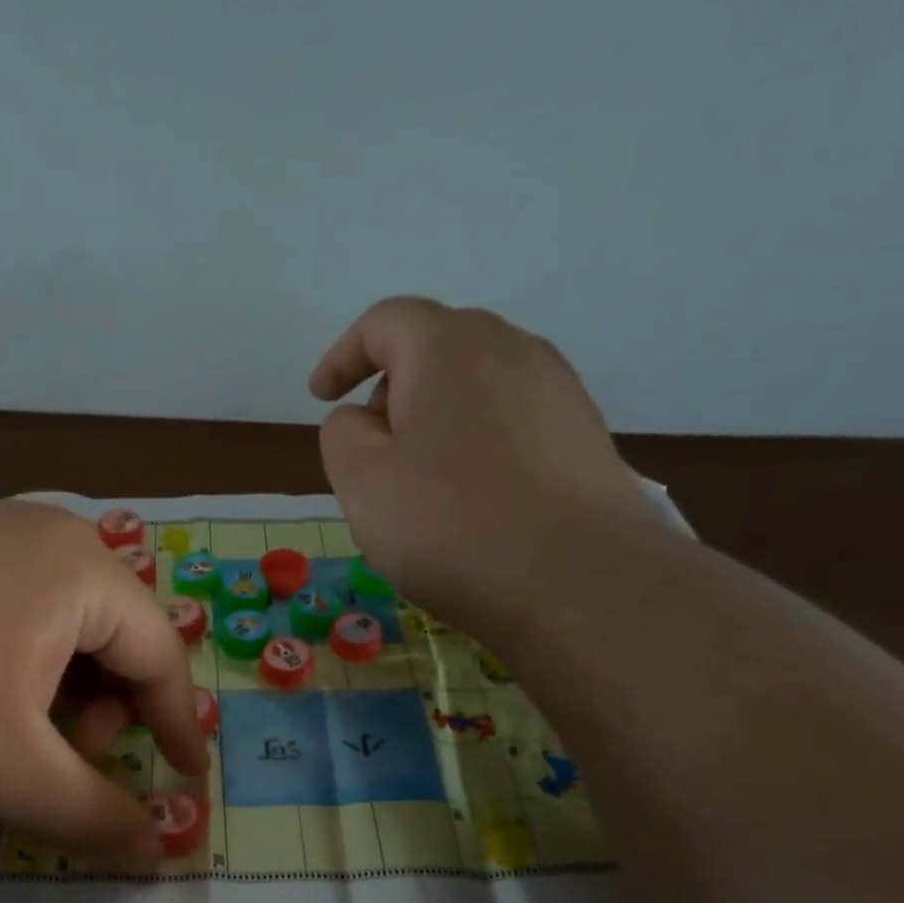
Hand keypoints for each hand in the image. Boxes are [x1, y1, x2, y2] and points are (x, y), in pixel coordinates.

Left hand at [0, 501, 207, 861]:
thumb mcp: (14, 778)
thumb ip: (101, 818)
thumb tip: (164, 852)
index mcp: (76, 565)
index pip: (159, 651)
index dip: (179, 724)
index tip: (189, 780)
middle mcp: (37, 529)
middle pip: (114, 630)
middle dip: (113, 706)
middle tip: (79, 758)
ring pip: (62, 620)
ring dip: (67, 687)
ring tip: (25, 736)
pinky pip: (11, 605)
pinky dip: (21, 662)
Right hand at [309, 296, 665, 628]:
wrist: (577, 580)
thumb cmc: (450, 525)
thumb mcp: (361, 482)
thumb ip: (341, 435)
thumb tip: (363, 419)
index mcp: (448, 346)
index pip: (384, 322)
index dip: (343, 356)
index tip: (320, 397)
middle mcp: (511, 348)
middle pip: (435, 349)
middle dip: (391, 391)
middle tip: (370, 452)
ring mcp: (557, 391)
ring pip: (475, 389)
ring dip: (435, 422)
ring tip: (420, 485)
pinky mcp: (583, 436)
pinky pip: (510, 423)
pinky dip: (475, 447)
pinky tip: (471, 502)